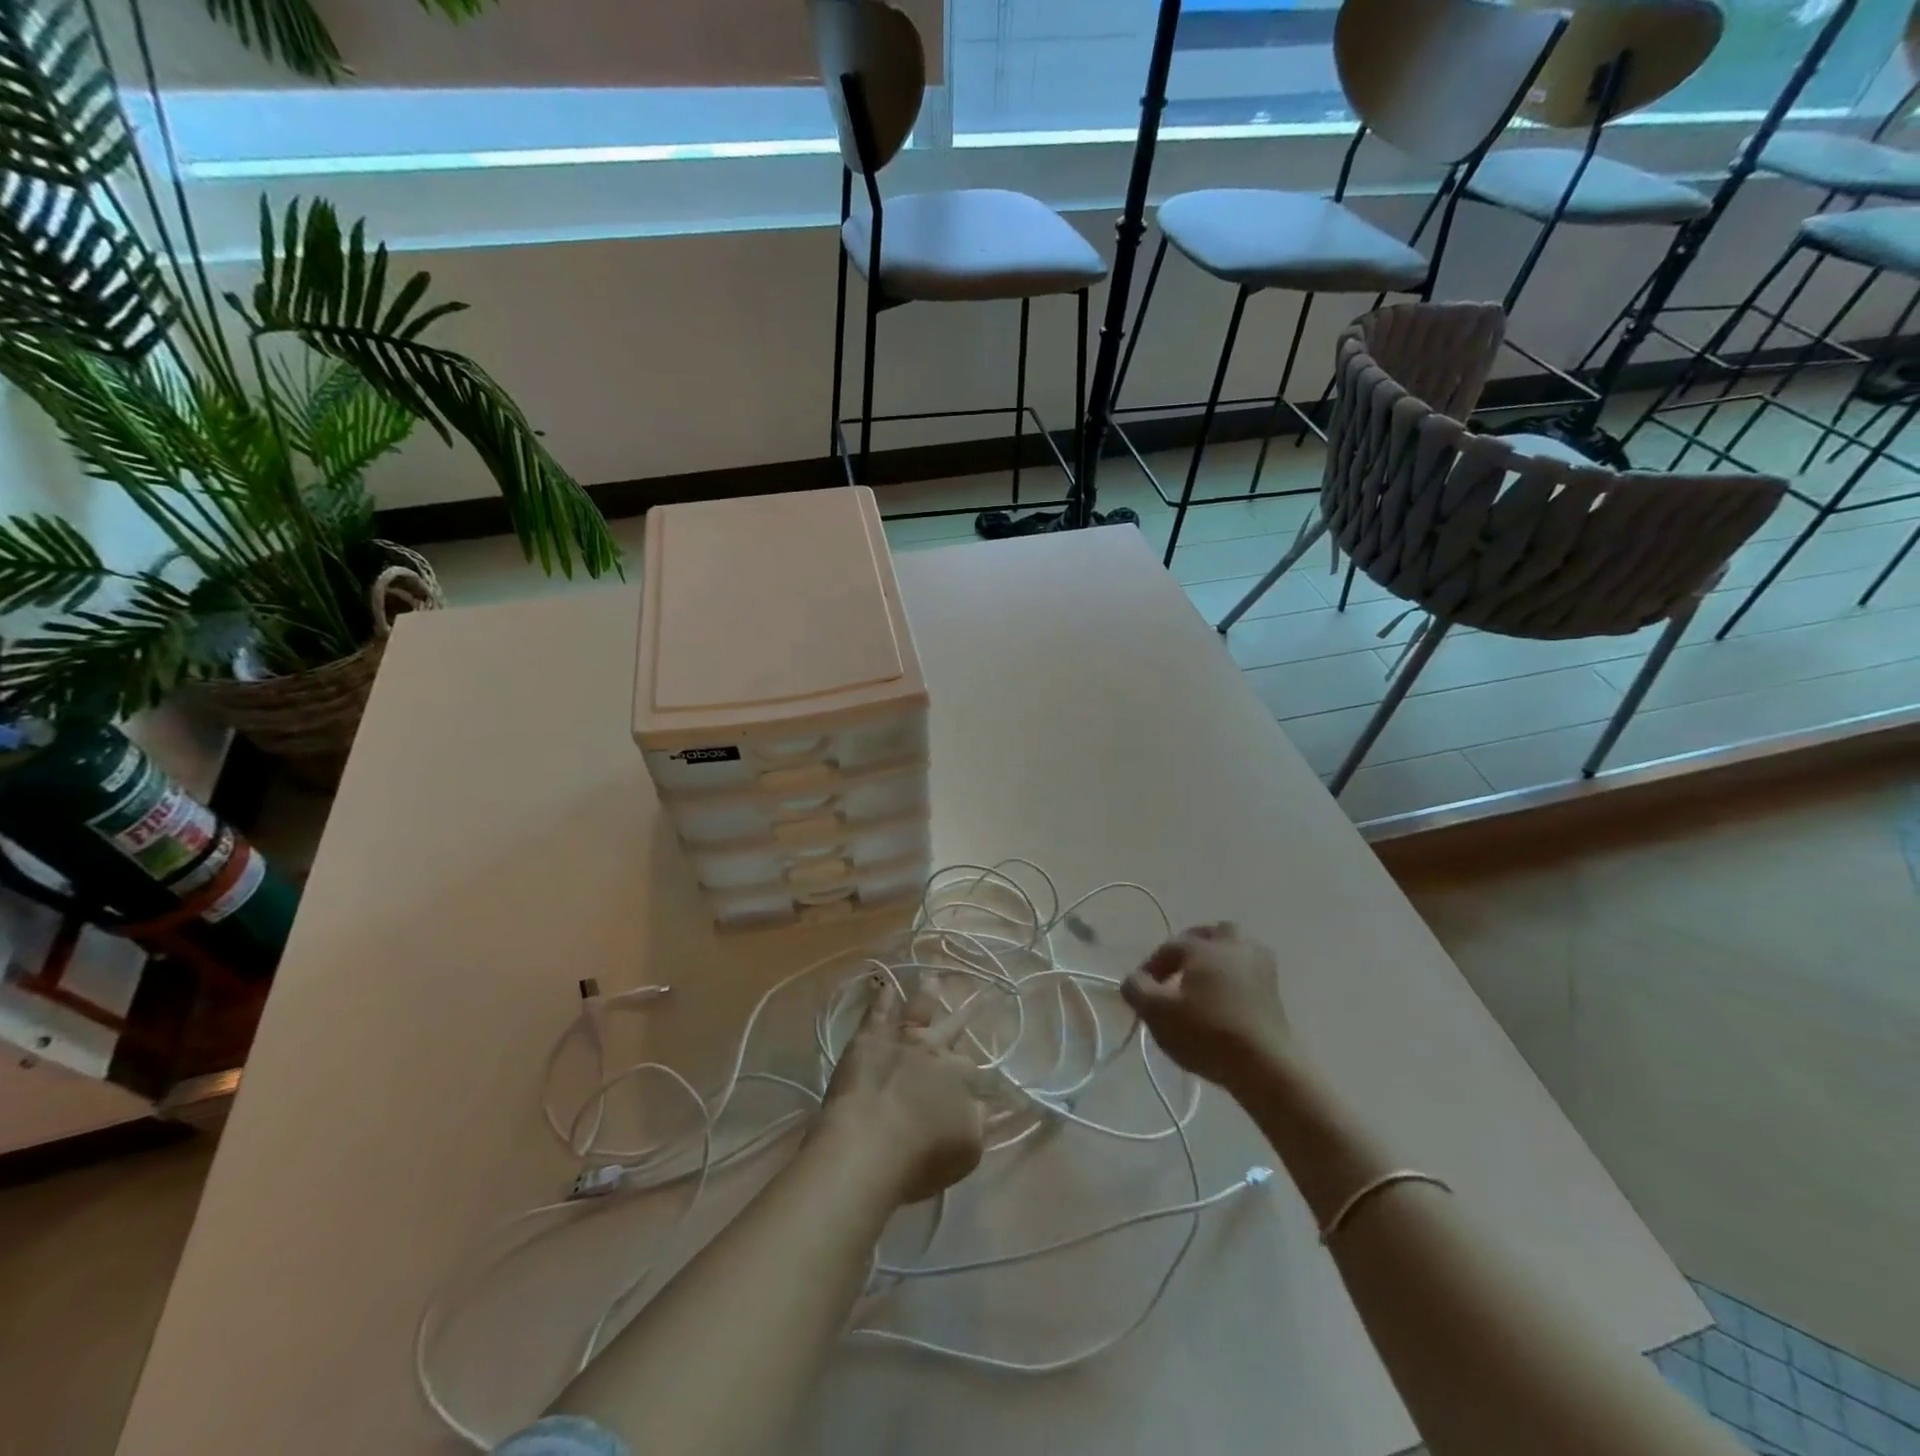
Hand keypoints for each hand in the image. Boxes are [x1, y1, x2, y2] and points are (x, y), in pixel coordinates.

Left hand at [817, 978, 988, 1204]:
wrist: (866, 1148)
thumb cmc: (919, 1160)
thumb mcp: (967, 1150)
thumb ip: (977, 1122)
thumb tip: (982, 1104)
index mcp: (960, 1078)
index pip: (971, 1069)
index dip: (971, 1074)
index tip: (972, 1077)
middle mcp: (934, 1050)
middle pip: (951, 1031)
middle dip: (963, 1019)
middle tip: (975, 1000)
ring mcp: (900, 1039)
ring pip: (919, 1009)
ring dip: (927, 994)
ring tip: (932, 979)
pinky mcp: (868, 1038)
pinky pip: (877, 1011)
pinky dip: (882, 996)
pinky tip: (884, 985)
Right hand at [1121, 923, 1291, 1093]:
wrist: (1265, 1066)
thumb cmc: (1206, 1032)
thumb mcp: (1157, 1012)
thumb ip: (1136, 989)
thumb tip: (1134, 979)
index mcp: (1204, 945)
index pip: (1169, 947)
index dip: (1151, 967)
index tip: (1141, 991)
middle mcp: (1234, 945)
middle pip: (1210, 935)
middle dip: (1190, 948)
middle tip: (1176, 973)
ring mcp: (1260, 966)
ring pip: (1235, 948)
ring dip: (1217, 959)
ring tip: (1202, 983)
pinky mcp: (1274, 990)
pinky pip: (1248, 970)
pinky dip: (1234, 977)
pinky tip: (1224, 999)